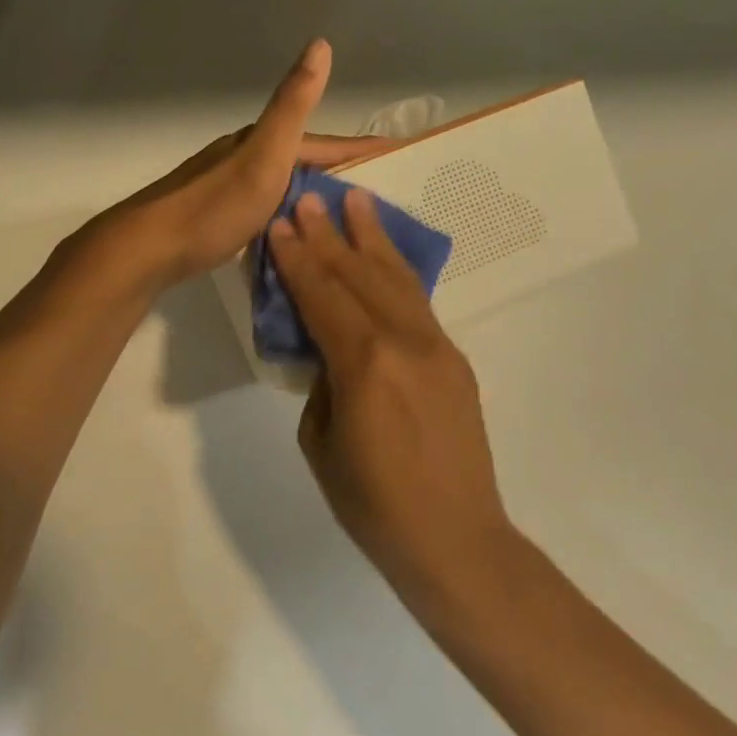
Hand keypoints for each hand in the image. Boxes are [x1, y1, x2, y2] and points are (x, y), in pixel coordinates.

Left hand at [87, 40, 379, 291]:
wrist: (151, 247)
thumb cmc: (215, 205)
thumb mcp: (264, 154)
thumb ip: (293, 105)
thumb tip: (320, 43)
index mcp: (261, 143)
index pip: (324, 144)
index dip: (362, 149)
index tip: (399, 157)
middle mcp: (245, 158)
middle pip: (303, 162)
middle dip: (341, 173)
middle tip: (378, 195)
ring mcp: (228, 187)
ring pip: (283, 186)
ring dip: (313, 195)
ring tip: (343, 217)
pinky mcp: (217, 216)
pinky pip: (266, 209)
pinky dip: (287, 215)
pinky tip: (293, 232)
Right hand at [266, 187, 516, 589]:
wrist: (453, 537)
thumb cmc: (372, 504)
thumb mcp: (320, 442)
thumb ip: (323, 383)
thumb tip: (331, 351)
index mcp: (364, 363)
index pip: (322, 296)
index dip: (298, 259)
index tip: (281, 224)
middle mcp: (404, 341)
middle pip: (359, 275)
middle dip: (330, 235)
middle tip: (310, 198)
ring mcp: (436, 346)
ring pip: (397, 279)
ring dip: (372, 238)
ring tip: (356, 201)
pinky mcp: (455, 358)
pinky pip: (419, 303)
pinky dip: (398, 272)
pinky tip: (386, 255)